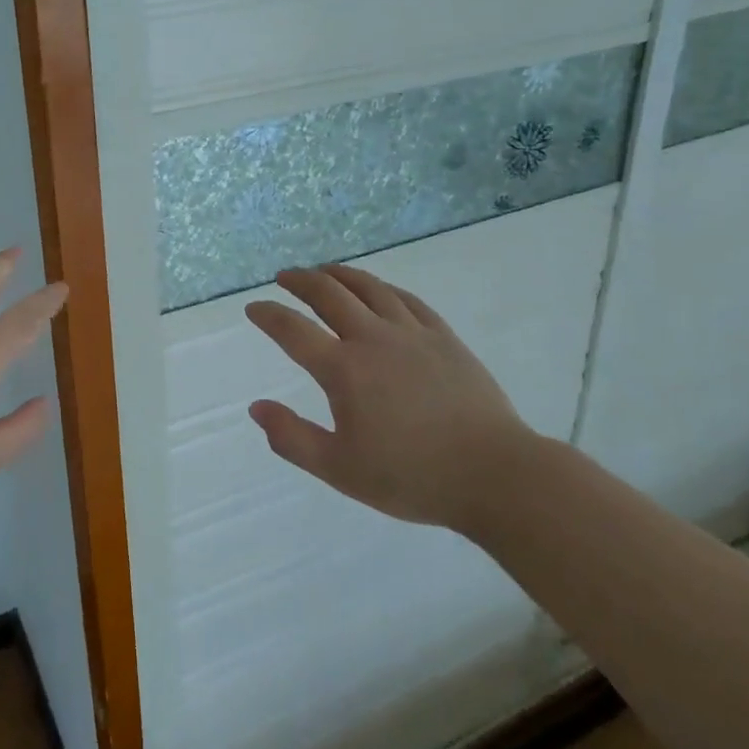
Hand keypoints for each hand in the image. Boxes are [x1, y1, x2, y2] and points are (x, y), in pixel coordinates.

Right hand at [245, 262, 532, 533]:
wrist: (494, 475)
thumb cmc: (412, 477)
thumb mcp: (340, 470)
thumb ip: (293, 438)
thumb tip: (256, 407)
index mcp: (344, 370)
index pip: (292, 330)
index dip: (268, 315)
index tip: (253, 308)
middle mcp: (372, 338)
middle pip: (328, 293)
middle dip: (300, 280)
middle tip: (284, 277)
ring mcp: (411, 332)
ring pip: (368, 287)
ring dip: (339, 274)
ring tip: (324, 271)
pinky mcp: (443, 336)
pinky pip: (406, 299)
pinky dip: (382, 288)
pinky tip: (377, 289)